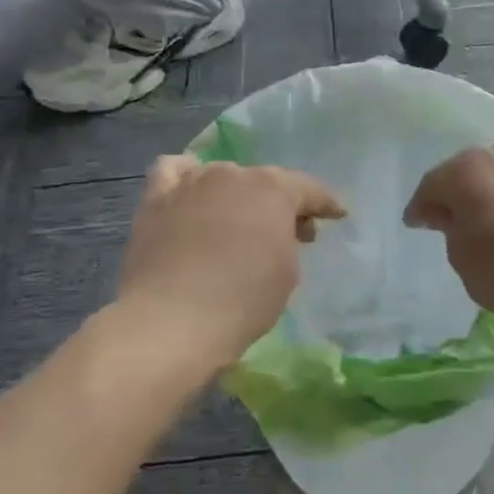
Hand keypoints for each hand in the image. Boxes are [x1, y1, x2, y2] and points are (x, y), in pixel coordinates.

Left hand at [116, 157, 344, 369]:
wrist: (171, 321)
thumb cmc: (242, 300)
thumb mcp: (287, 273)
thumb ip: (287, 240)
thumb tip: (277, 233)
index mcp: (273, 189)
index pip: (308, 189)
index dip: (325, 203)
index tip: (337, 214)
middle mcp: (233, 174)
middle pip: (264, 182)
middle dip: (280, 204)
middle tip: (288, 234)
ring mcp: (191, 183)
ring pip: (222, 177)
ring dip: (237, 195)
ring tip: (238, 221)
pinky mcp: (156, 199)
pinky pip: (173, 171)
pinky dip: (186, 176)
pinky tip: (192, 191)